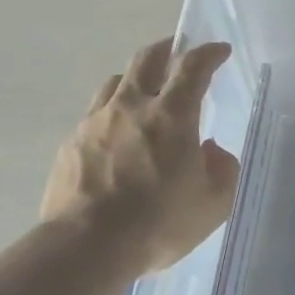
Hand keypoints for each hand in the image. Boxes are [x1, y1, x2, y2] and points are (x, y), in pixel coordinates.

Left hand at [41, 38, 239, 274]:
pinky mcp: (71, 143)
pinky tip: (115, 135)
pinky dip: (111, 113)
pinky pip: (95, 114)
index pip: (193, 67)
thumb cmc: (159, 223)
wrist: (87, 245)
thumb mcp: (212, 204)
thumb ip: (222, 170)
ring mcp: (96, 122)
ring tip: (144, 91)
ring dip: (135, 78)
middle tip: (176, 51)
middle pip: (147, 59)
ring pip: (116, 82)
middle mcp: (132, 107)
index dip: (208, 53)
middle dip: (166, 49)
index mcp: (172, 115)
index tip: (218, 50)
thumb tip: (212, 150)